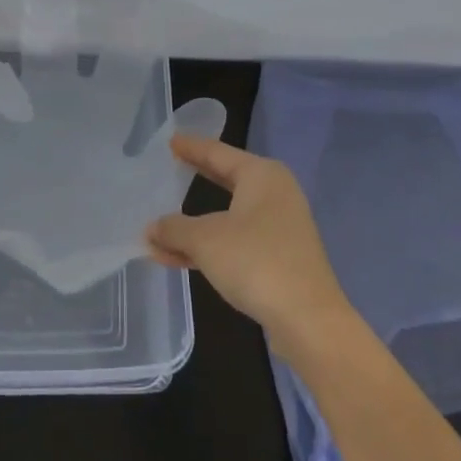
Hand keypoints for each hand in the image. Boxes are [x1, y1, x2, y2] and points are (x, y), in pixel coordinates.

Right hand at [146, 136, 351, 343]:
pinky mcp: (279, 257)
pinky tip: (177, 258)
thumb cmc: (255, 261)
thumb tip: (152, 228)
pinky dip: (209, 246)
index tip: (170, 140)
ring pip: (227, 216)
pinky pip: (235, 241)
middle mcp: (274, 193)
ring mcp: (279, 227)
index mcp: (261, 175)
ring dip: (194, 225)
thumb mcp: (205, 240)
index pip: (218, 152)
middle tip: (169, 168)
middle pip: (225, 180)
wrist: (308, 320)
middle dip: (195, 179)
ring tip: (159, 229)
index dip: (192, 147)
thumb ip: (174, 229)